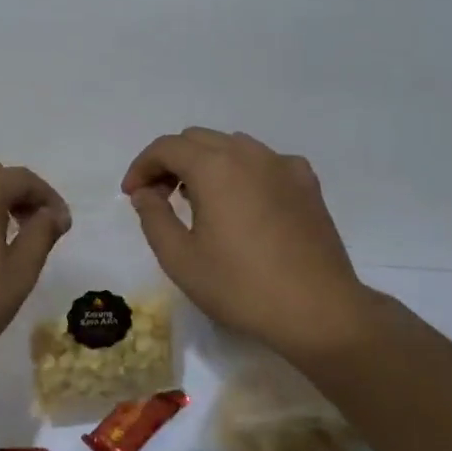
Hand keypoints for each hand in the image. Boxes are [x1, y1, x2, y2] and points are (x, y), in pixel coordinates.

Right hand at [122, 128, 383, 364]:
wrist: (319, 311)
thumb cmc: (241, 286)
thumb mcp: (180, 259)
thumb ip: (153, 217)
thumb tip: (145, 193)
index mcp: (214, 168)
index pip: (166, 147)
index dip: (142, 166)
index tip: (132, 195)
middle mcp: (249, 154)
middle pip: (197, 139)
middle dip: (171, 162)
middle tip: (159, 197)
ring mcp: (283, 165)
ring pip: (231, 145)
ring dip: (205, 163)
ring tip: (198, 200)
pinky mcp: (306, 184)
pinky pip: (263, 161)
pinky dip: (241, 171)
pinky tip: (242, 203)